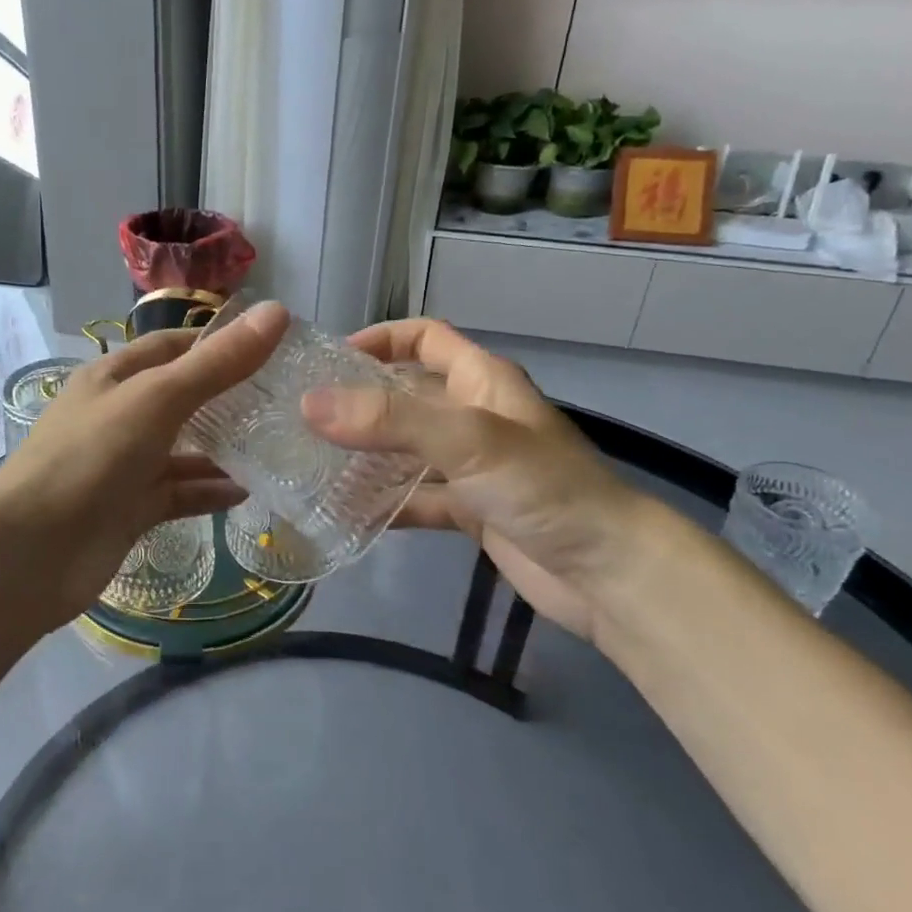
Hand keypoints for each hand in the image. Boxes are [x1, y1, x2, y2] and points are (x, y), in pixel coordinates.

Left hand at [0, 301, 290, 622]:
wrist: (31, 552)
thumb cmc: (90, 458)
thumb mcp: (156, 399)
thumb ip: (216, 363)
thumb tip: (278, 312)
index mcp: (113, 378)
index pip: (171, 347)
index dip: (217, 342)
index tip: (271, 345)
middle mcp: (117, 416)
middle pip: (181, 398)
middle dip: (228, 398)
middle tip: (285, 400)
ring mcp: (123, 466)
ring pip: (182, 450)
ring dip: (222, 449)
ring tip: (276, 446)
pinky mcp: (130, 510)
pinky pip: (177, 494)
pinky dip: (208, 492)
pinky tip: (246, 492)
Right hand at [301, 318, 648, 640]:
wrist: (607, 573)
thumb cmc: (543, 488)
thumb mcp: (466, 440)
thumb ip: (390, 418)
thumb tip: (309, 404)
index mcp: (482, 380)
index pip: (425, 338)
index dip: (380, 338)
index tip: (330, 359)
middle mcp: (474, 415)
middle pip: (407, 394)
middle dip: (360, 401)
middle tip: (304, 417)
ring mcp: (472, 466)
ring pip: (407, 449)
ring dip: (366, 455)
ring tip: (312, 463)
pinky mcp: (471, 510)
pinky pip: (417, 498)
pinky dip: (386, 503)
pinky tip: (346, 514)